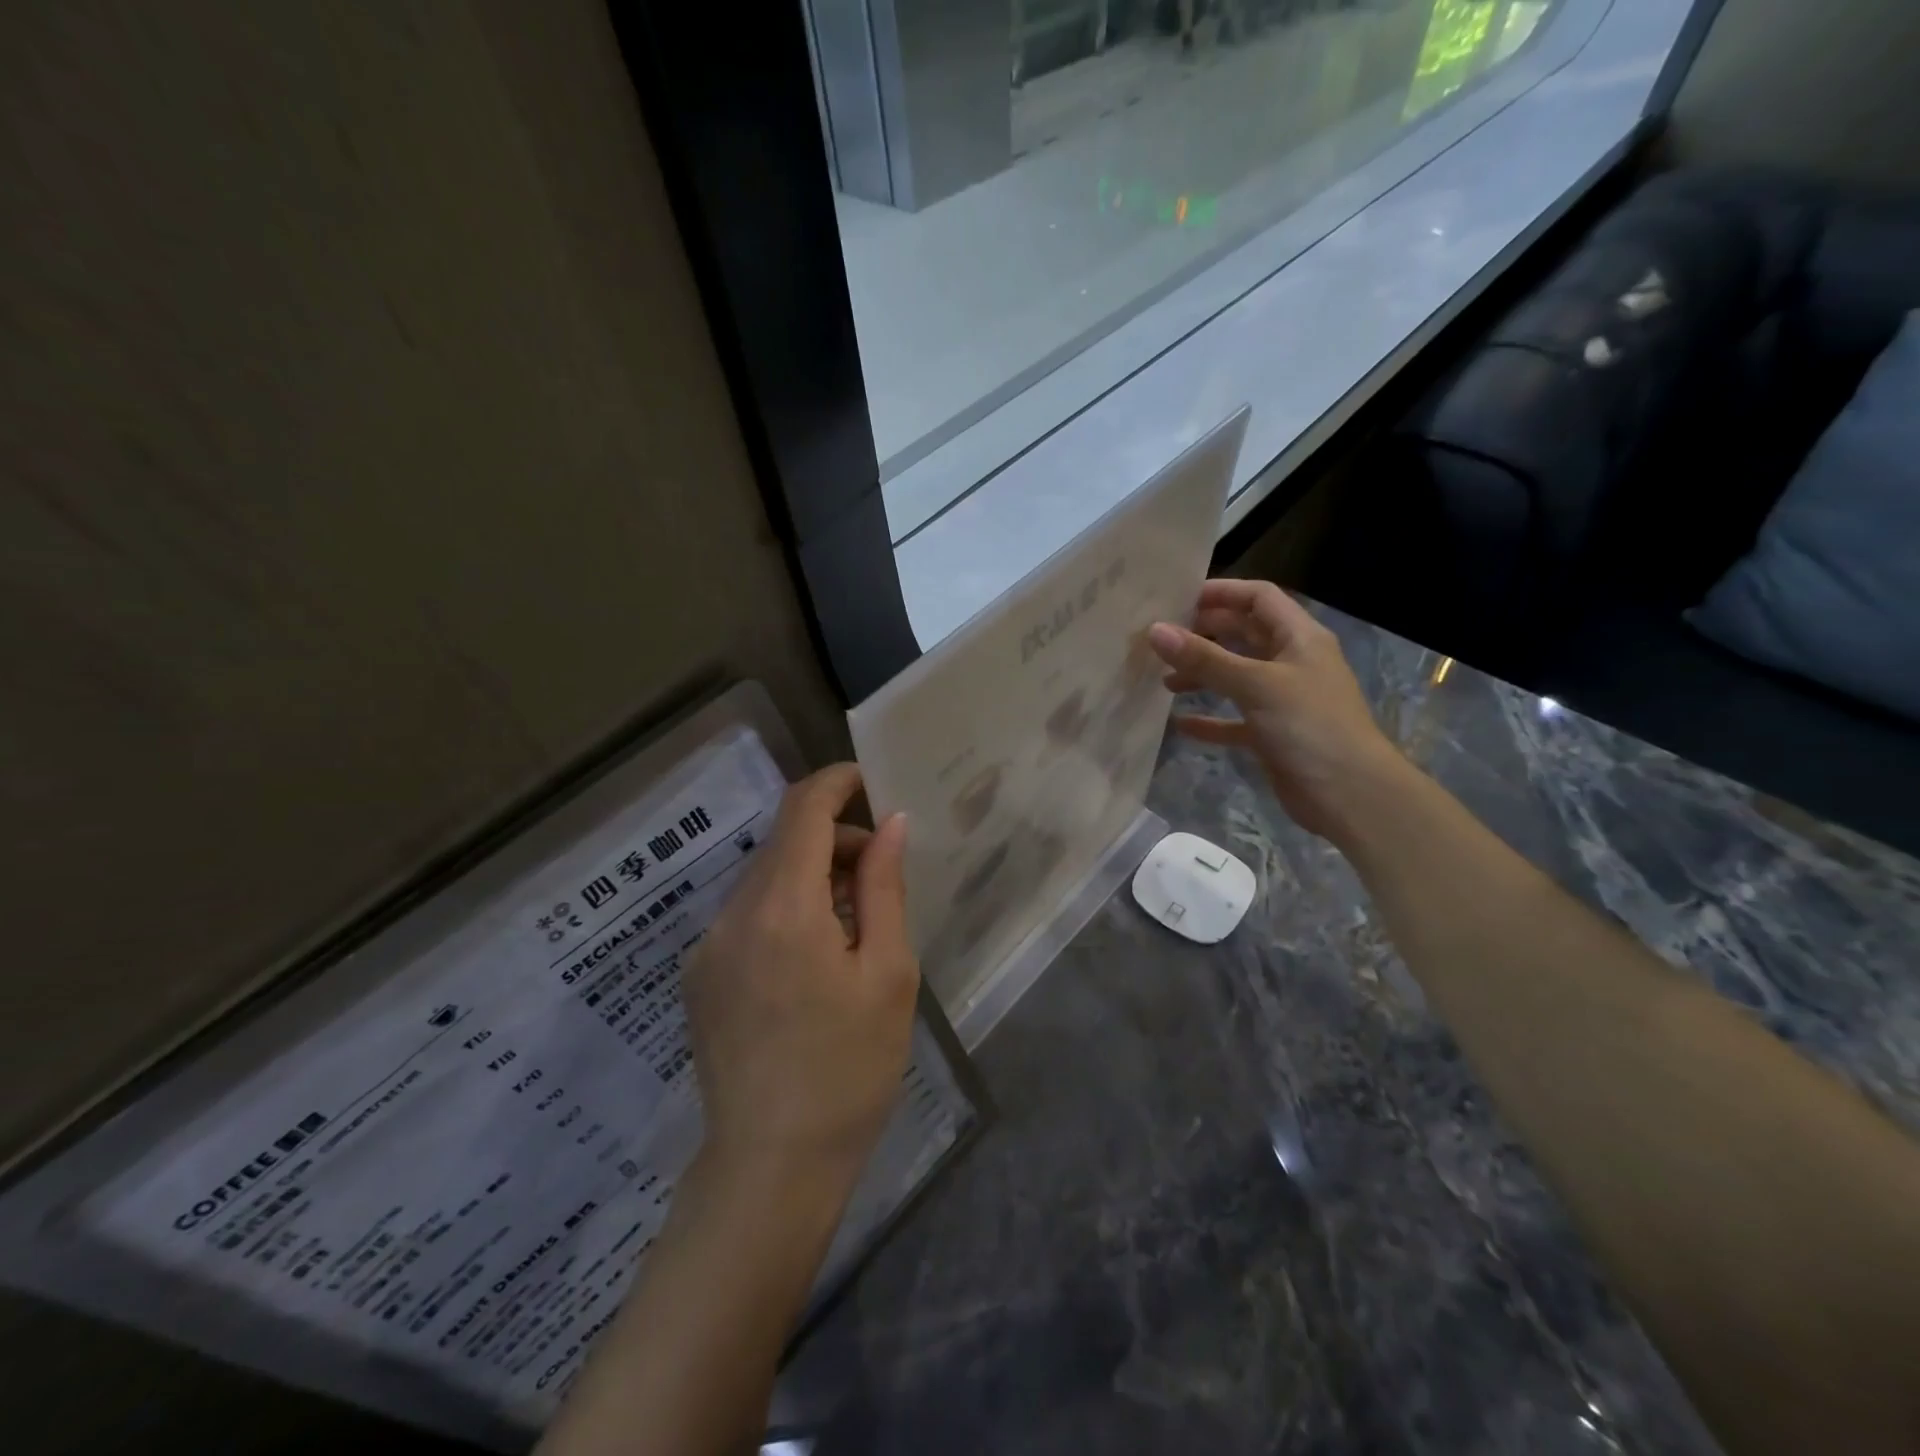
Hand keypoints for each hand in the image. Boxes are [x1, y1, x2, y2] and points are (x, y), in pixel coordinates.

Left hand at [684, 764, 917, 1196]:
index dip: (834, 782)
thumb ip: (885, 888)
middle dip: (833, 838)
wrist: (771, 1167)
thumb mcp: (887, 974)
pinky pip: (746, 916)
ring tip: (853, 924)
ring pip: (763, 879)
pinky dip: (784, 909)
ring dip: (809, 876)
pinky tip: (813, 960)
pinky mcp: (698, 977)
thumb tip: (891, 824)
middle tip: (880, 874)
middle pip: (782, 842)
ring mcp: (707, 947)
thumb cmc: (849, 1069)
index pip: (802, 809)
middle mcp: (733, 915)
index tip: (868, 782)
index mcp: (783, 907)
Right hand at [1148, 579, 1407, 841]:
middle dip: (1205, 634)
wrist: (1351, 795)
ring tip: (1165, 681)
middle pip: (1244, 634)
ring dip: (1203, 675)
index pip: (1259, 598)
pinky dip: (1210, 720)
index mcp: (1299, 638)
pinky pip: (1234, 720)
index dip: (1222, 593)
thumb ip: (1205, 659)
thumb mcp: (1256, 685)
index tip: (1177, 599)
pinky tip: (1180, 724)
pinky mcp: (1273, 735)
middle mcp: (1292, 663)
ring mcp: (1283, 700)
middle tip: (1162, 640)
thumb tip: (1155, 631)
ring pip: (1236, 677)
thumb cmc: (1310, 726)